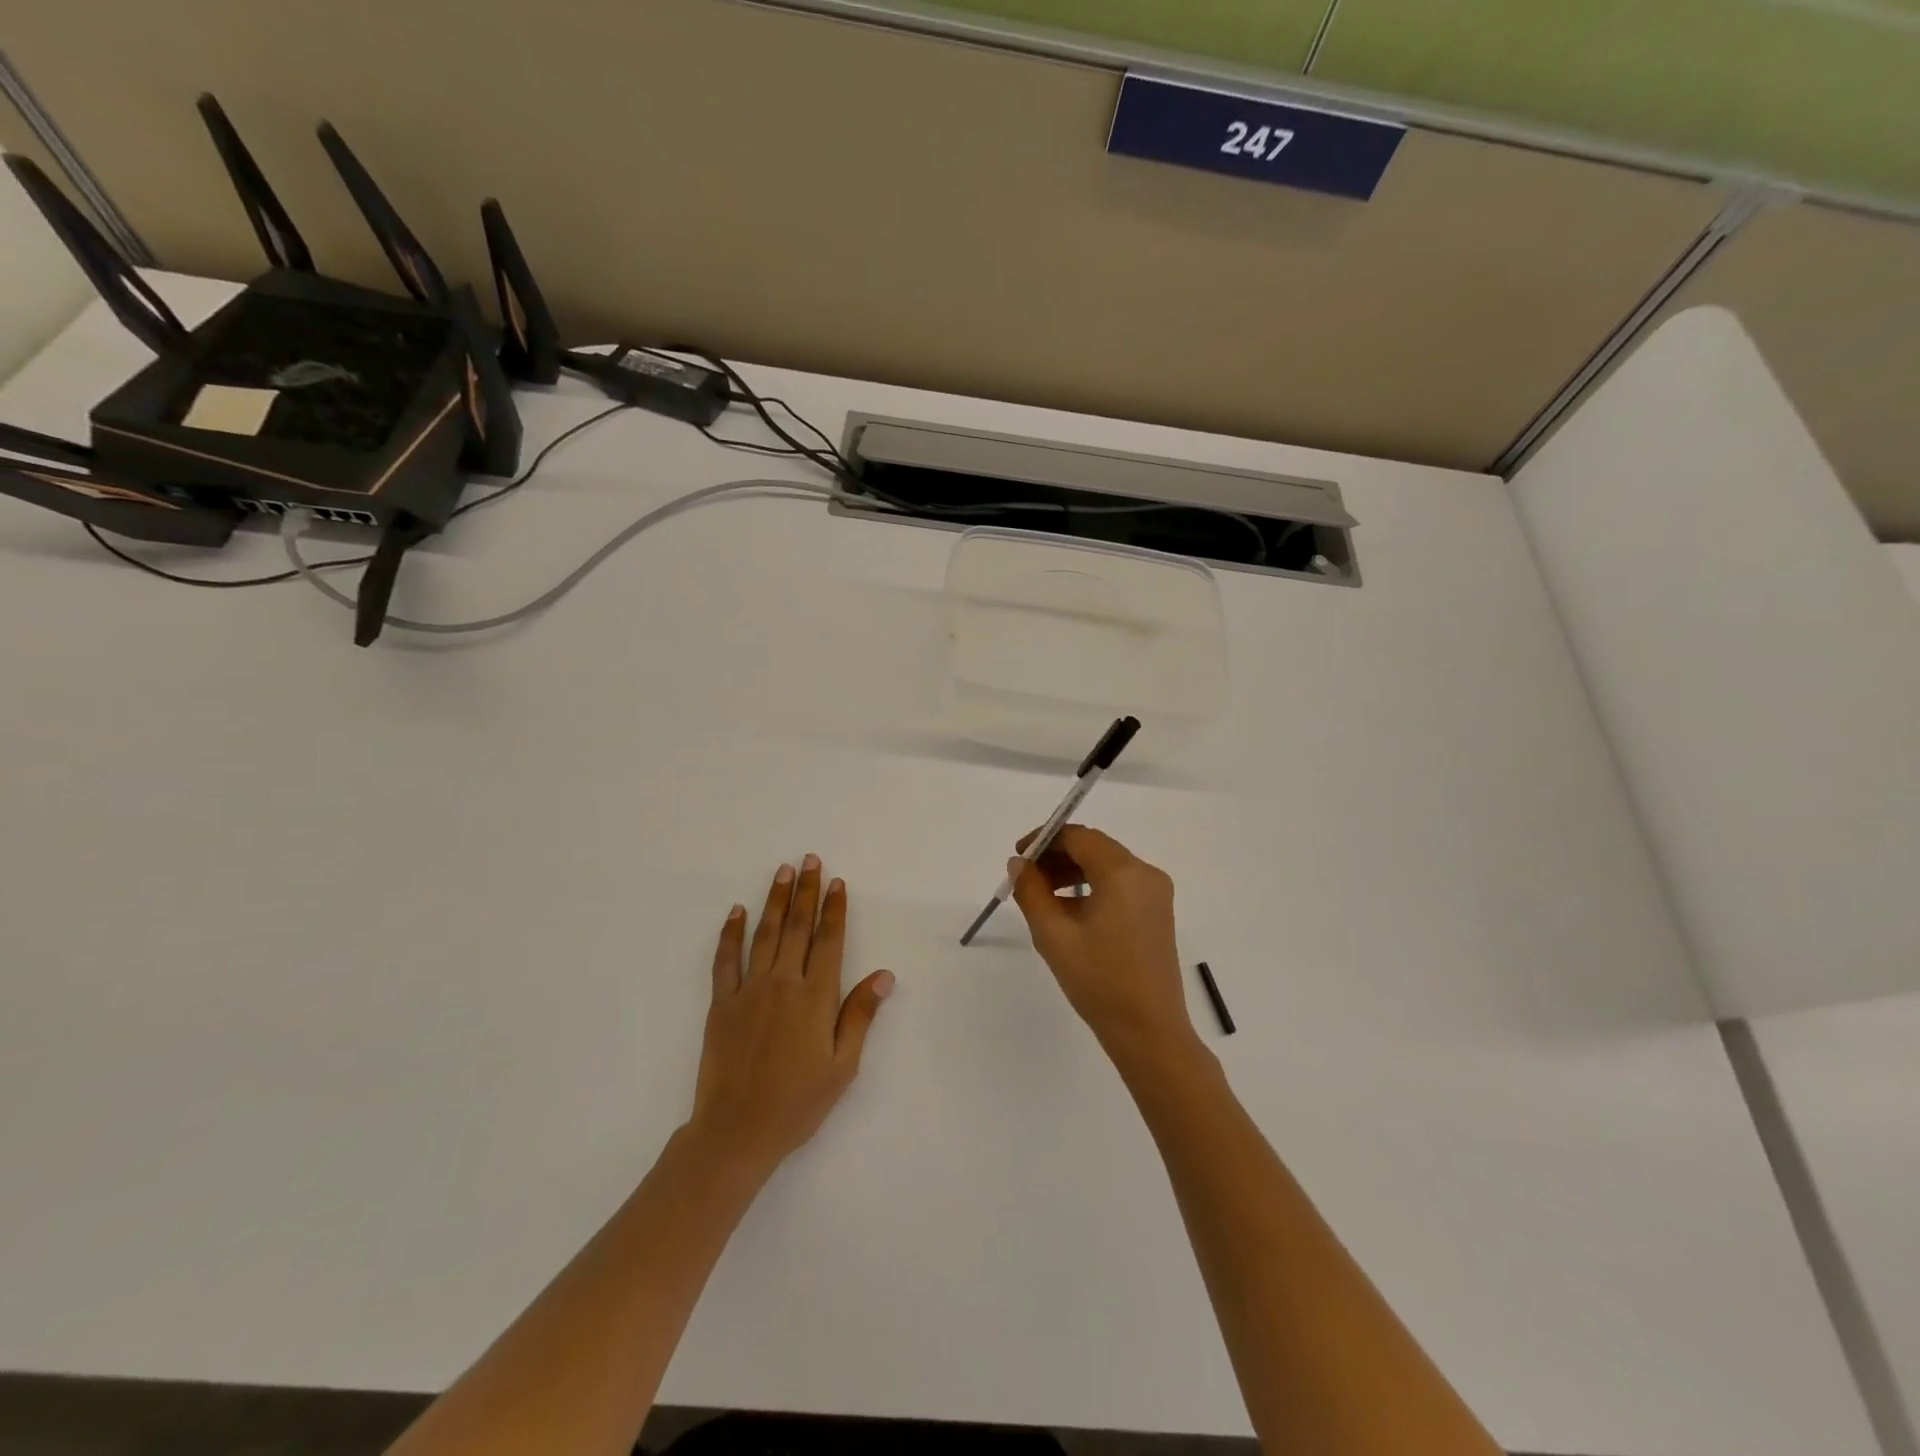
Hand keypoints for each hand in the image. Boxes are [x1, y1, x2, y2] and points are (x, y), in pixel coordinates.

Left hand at [688, 856, 894, 1177]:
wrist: (737, 1132)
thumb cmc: (798, 1103)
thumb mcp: (842, 1066)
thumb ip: (860, 1015)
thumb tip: (884, 975)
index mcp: (815, 998)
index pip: (829, 941)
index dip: (833, 909)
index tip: (836, 882)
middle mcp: (783, 984)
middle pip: (797, 928)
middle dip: (805, 891)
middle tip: (809, 860)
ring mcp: (749, 991)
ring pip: (765, 934)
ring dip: (774, 900)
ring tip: (782, 872)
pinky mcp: (722, 1004)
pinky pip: (726, 960)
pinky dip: (731, 933)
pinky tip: (736, 911)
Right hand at [1007, 826, 1194, 1059]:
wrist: (1149, 1032)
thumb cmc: (1099, 981)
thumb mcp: (1053, 934)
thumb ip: (1031, 891)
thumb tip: (1018, 864)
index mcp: (1123, 873)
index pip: (1078, 836)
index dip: (1044, 839)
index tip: (1017, 857)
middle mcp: (1145, 874)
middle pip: (1094, 848)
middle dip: (1057, 856)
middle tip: (1024, 877)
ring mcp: (1156, 894)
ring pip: (1106, 866)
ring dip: (1072, 872)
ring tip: (1041, 896)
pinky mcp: (1157, 913)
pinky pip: (1120, 886)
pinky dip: (1092, 888)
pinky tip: (1068, 912)